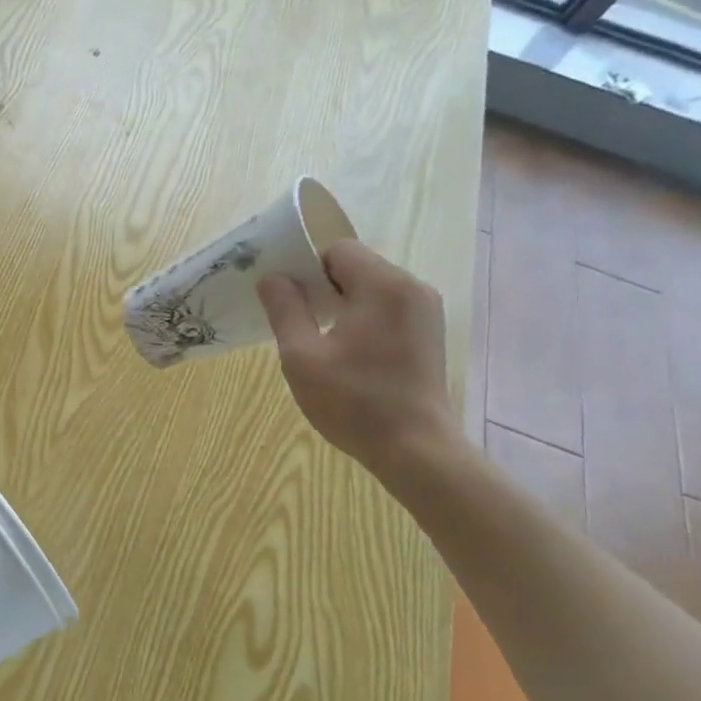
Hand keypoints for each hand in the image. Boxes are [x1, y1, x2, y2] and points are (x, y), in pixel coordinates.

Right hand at [257, 239, 461, 482]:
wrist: (416, 450)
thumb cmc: (354, 402)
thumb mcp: (302, 357)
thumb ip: (285, 310)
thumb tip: (272, 278)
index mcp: (383, 286)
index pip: (337, 250)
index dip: (307, 268)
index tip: (288, 300)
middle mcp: (411, 288)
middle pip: (356, 266)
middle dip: (323, 287)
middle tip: (298, 322)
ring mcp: (426, 311)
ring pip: (372, 287)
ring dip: (342, 303)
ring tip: (322, 341)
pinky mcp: (429, 332)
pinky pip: (387, 307)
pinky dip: (363, 317)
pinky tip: (349, 353)